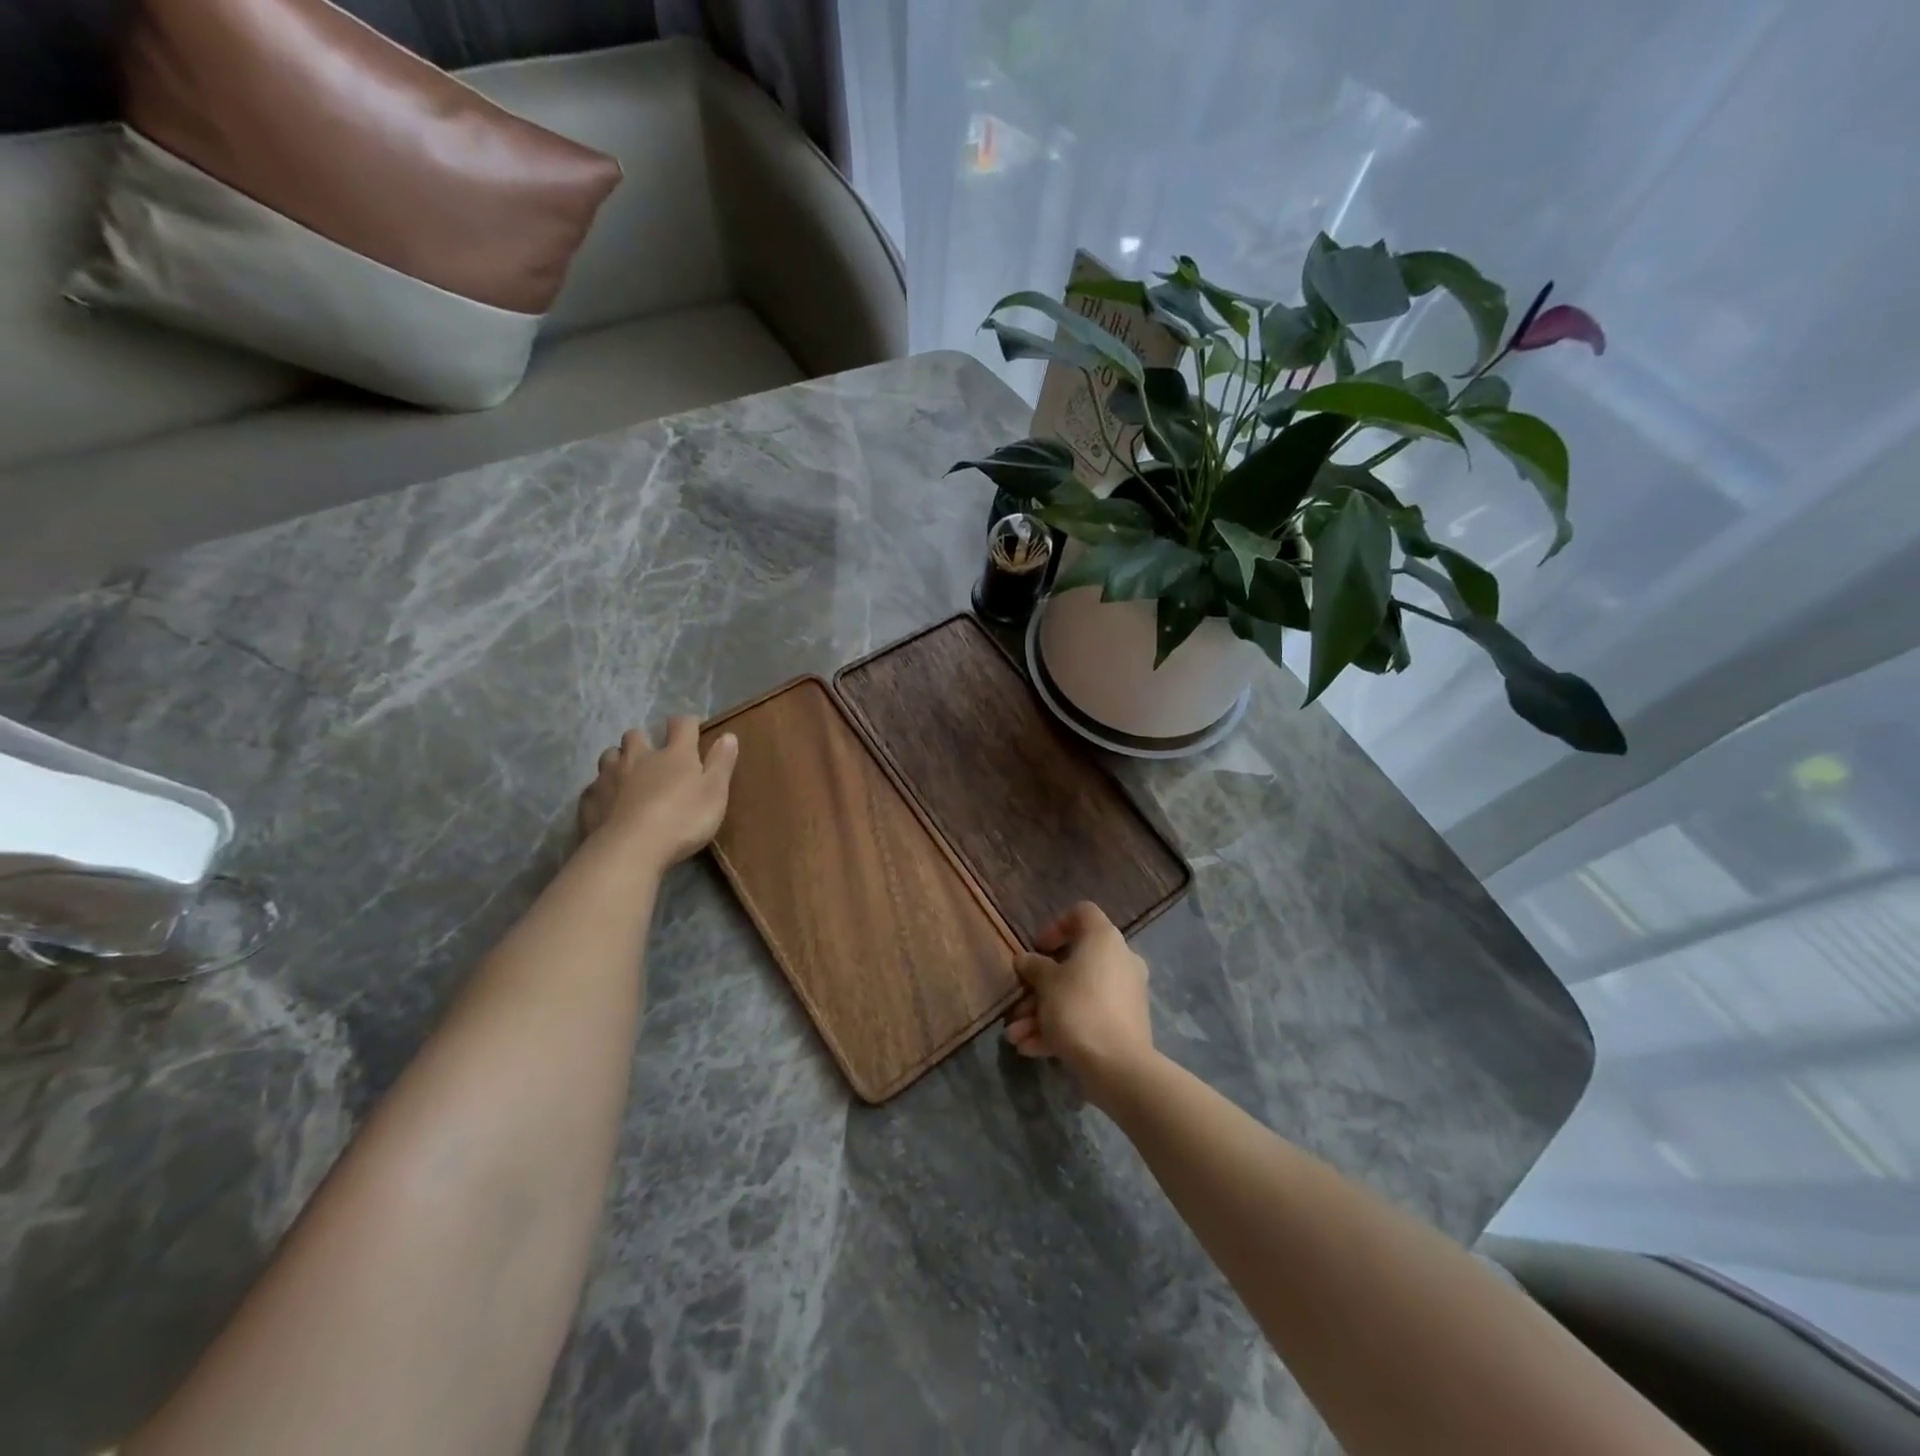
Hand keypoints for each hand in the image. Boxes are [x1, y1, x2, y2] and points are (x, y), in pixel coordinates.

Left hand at [577, 718, 737, 874]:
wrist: (630, 850)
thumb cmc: (682, 820)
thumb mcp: (714, 793)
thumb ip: (721, 763)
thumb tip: (728, 735)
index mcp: (674, 755)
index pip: (681, 725)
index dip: (687, 723)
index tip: (692, 728)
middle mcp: (639, 757)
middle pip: (636, 735)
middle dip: (644, 740)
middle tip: (653, 757)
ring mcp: (609, 776)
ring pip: (610, 756)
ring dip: (619, 761)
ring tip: (627, 778)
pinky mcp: (589, 799)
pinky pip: (593, 787)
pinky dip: (602, 791)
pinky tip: (608, 806)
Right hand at [1003, 900, 1154, 1104]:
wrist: (1118, 1067)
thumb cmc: (1079, 1008)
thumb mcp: (1046, 984)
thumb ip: (1034, 967)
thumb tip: (1025, 960)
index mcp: (1104, 939)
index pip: (1082, 913)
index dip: (1056, 926)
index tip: (1038, 949)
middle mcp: (1119, 960)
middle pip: (1074, 962)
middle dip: (1040, 986)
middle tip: (1018, 1004)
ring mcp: (1124, 994)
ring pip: (1076, 995)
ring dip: (1043, 1012)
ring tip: (1015, 1036)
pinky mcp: (1124, 1024)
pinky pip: (1088, 1017)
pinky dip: (1061, 1028)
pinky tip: (1031, 1049)